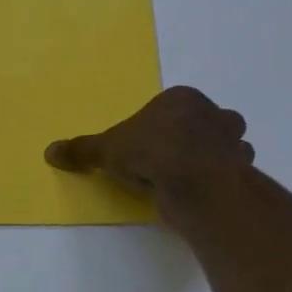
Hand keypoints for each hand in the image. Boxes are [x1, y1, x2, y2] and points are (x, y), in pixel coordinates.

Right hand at [45, 87, 253, 209]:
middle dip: (191, 136)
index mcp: (182, 99)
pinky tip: (197, 193)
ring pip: (225, 145)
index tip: (144, 145)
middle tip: (167, 159)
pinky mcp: (242, 171)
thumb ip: (82, 150)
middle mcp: (213, 114)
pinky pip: (230, 172)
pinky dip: (218, 181)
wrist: (194, 181)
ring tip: (184, 178)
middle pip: (204, 121)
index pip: (170, 105)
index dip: (157, 124)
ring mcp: (232, 143)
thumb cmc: (150, 152)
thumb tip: (49, 151)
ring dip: (210, 158)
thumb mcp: (106, 150)